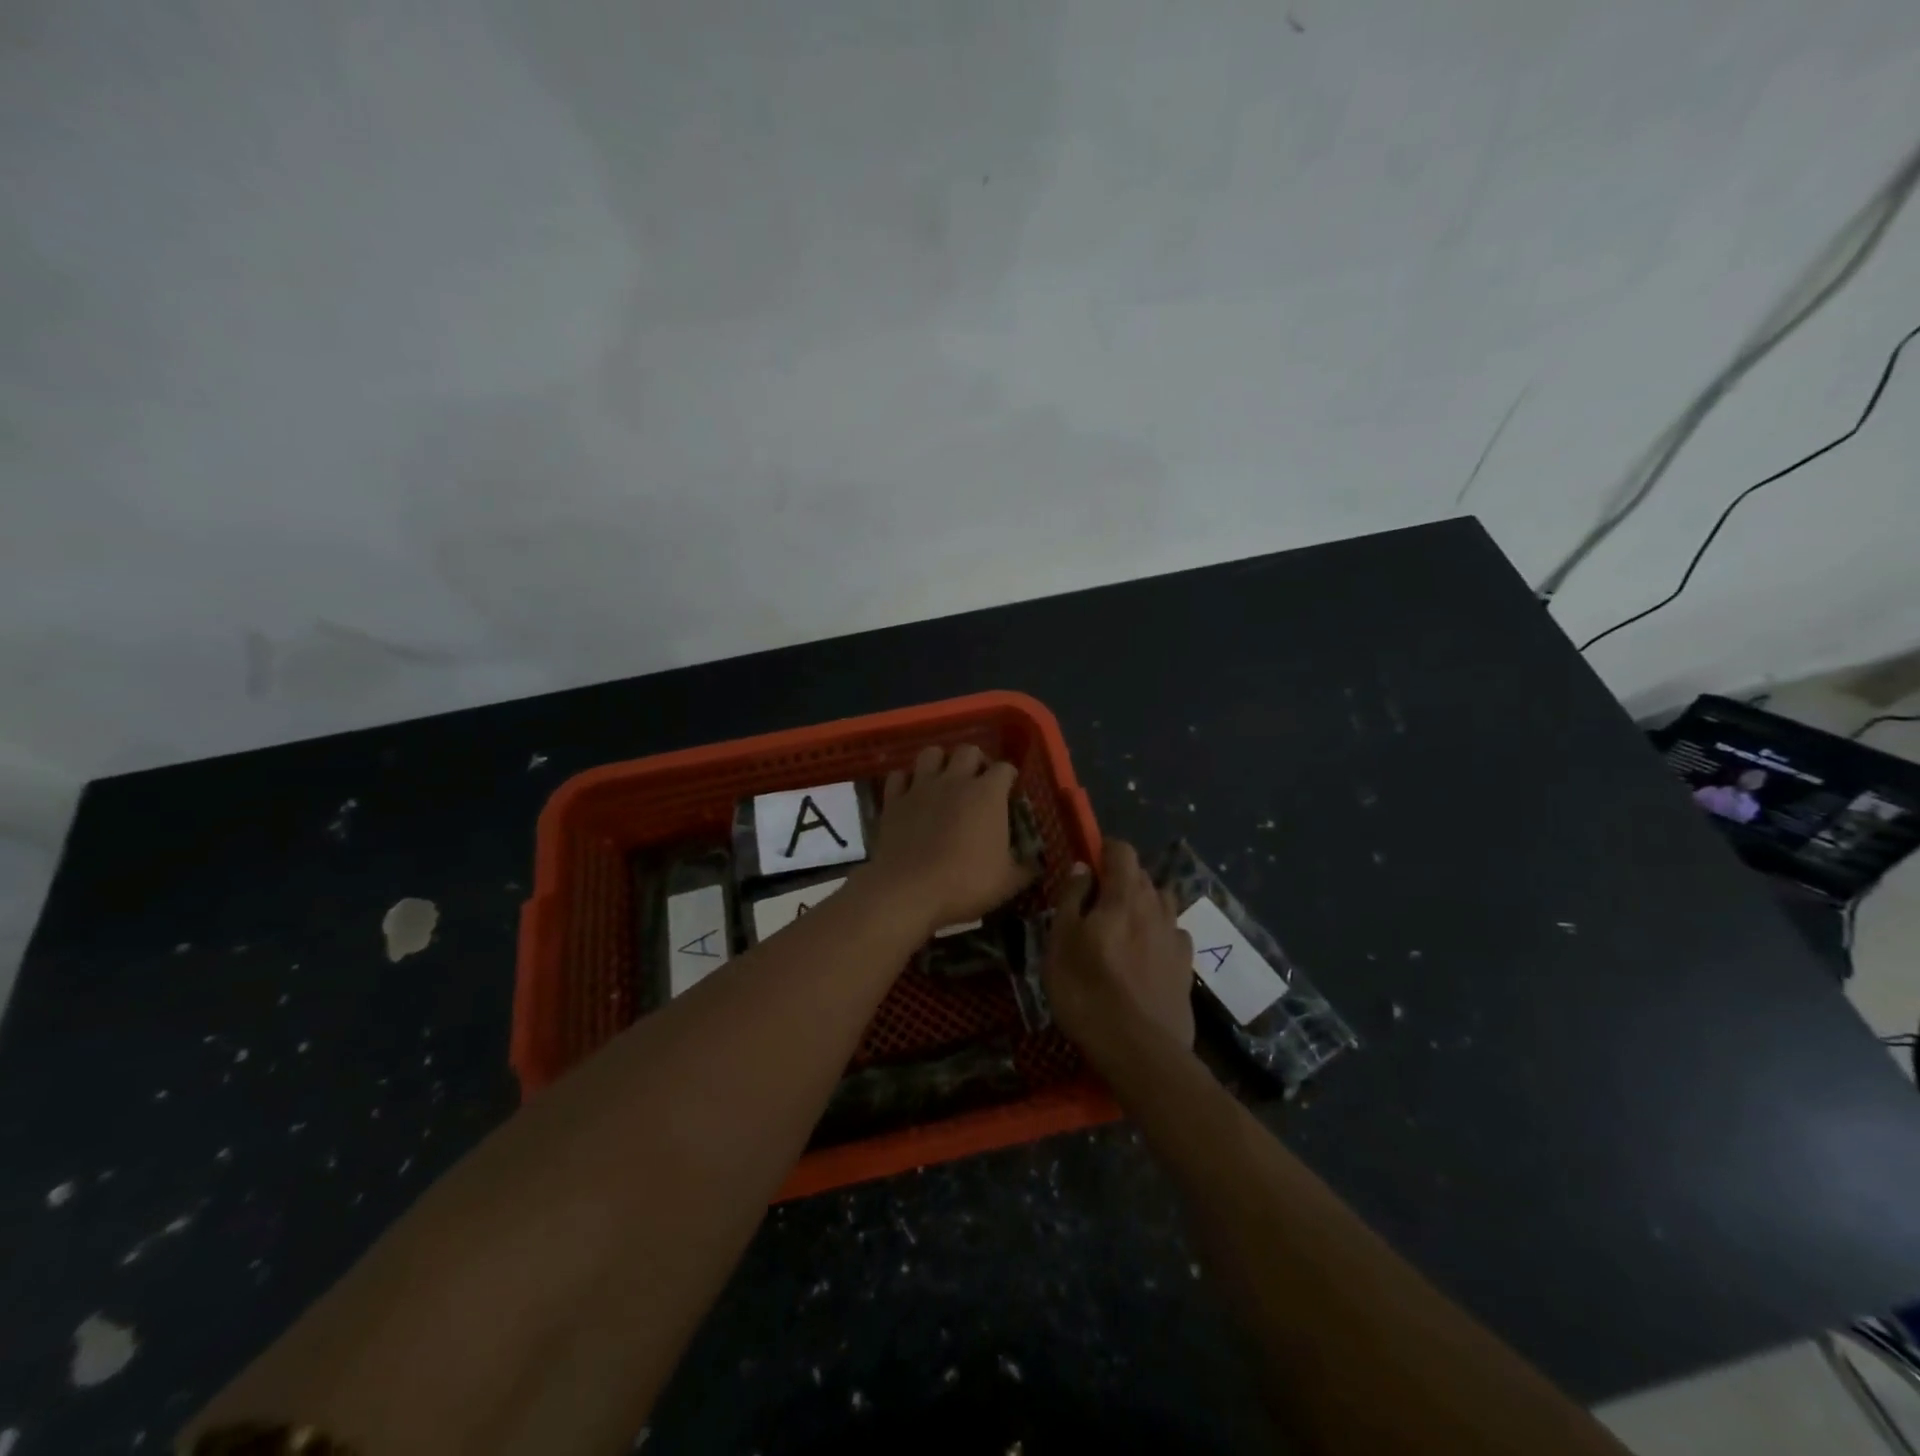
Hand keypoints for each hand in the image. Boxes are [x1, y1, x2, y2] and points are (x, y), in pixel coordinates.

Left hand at [863, 745, 1035, 936]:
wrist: (909, 890)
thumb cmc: (965, 883)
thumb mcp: (1007, 883)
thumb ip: (1026, 869)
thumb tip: (1037, 865)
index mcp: (988, 794)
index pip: (1004, 768)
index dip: (1009, 777)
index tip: (1010, 790)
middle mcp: (955, 780)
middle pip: (968, 750)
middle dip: (976, 761)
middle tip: (978, 781)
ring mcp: (921, 787)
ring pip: (931, 753)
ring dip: (940, 761)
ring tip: (944, 779)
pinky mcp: (894, 800)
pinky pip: (898, 776)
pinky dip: (906, 780)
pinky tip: (911, 793)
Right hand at [1044, 840, 1195, 1062]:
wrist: (1141, 1051)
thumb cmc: (1088, 992)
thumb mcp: (1061, 943)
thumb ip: (1072, 900)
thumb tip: (1083, 868)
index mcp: (1125, 896)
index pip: (1122, 851)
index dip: (1104, 850)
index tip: (1087, 866)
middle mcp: (1156, 908)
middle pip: (1141, 876)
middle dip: (1119, 879)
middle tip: (1094, 905)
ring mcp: (1176, 938)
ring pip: (1161, 903)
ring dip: (1142, 904)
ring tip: (1121, 929)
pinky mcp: (1187, 967)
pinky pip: (1173, 934)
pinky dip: (1158, 933)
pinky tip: (1145, 954)